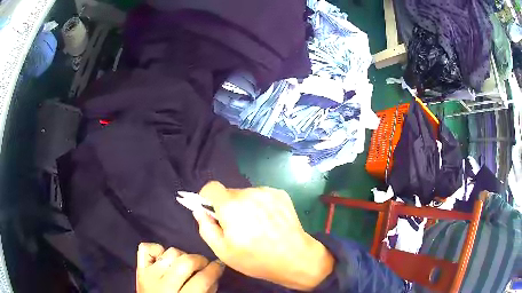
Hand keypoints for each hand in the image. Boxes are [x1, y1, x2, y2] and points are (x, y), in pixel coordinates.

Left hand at [136, 243, 223, 292]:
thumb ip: (208, 289)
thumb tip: (214, 271)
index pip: (202, 279)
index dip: (215, 269)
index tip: (219, 265)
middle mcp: (163, 285)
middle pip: (186, 262)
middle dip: (200, 260)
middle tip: (204, 265)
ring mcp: (148, 275)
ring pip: (170, 252)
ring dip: (181, 256)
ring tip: (183, 265)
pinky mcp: (139, 268)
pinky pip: (146, 248)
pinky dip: (156, 249)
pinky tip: (163, 260)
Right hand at [193, 182, 333, 290]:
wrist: (295, 258)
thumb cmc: (256, 259)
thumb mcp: (223, 251)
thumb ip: (206, 228)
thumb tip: (199, 210)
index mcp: (231, 206)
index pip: (211, 187)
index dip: (206, 198)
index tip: (212, 213)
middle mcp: (249, 192)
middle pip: (229, 194)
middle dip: (228, 207)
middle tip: (237, 228)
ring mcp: (267, 192)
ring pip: (246, 195)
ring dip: (245, 207)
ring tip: (256, 227)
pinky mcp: (281, 194)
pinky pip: (262, 196)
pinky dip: (260, 206)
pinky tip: (269, 223)